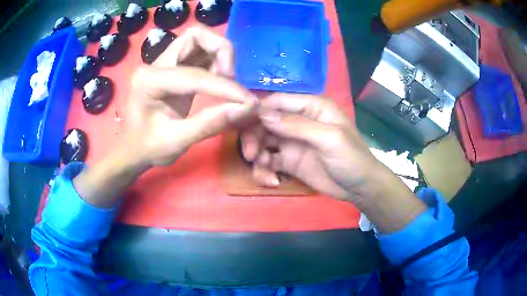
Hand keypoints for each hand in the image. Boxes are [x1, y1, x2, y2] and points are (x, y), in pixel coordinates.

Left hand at [73, 27, 256, 207]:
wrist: (134, 148)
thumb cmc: (148, 148)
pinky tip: (219, 79)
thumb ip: (209, 124)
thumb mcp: (176, 142)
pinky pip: (198, 51)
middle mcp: (155, 64)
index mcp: (149, 81)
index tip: (248, 101)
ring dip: (218, 53)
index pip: (193, 74)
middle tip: (230, 79)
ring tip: (226, 79)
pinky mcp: (172, 66)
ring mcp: (163, 62)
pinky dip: (214, 59)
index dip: (224, 86)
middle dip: (220, 51)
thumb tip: (246, 108)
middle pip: (195, 36)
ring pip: (198, 39)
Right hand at [241, 94, 380, 199]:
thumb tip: (263, 114)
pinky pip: (269, 161)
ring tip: (261, 167)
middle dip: (254, 136)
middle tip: (251, 154)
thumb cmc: (351, 158)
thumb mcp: (329, 139)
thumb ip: (297, 125)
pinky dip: (264, 169)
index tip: (241, 123)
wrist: (360, 188)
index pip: (278, 101)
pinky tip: (272, 181)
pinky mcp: (289, 161)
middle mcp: (298, 121)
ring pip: (263, 141)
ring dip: (257, 154)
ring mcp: (292, 142)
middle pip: (265, 122)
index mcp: (311, 107)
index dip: (258, 110)